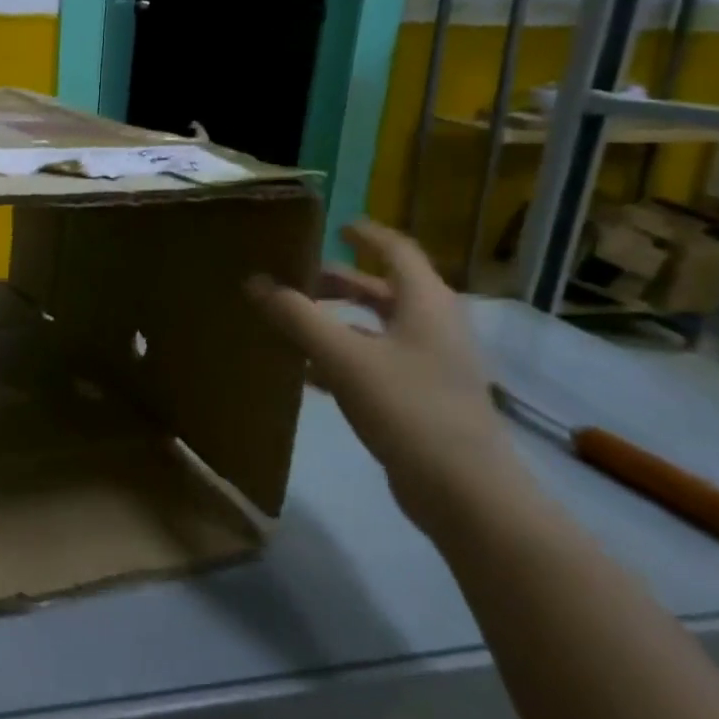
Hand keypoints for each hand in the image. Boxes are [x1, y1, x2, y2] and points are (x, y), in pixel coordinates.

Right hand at [248, 220, 533, 536]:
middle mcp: (432, 326)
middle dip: (338, 281)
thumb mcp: (343, 357)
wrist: (464, 492)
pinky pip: (374, 363)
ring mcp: (430, 365)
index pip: (396, 251)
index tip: (334, 226)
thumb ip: (297, 316)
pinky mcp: (421, 399)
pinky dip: (341, 357)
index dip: (366, 234)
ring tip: (291, 320)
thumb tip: (254, 281)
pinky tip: (305, 372)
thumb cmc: (408, 408)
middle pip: (382, 290)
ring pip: (376, 328)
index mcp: (425, 303)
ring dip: (336, 321)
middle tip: (294, 277)